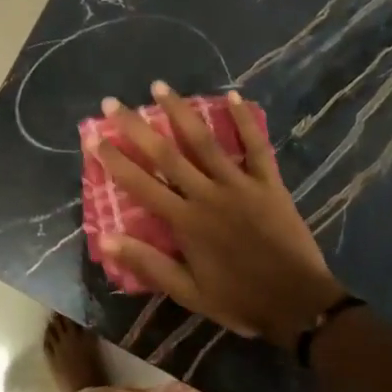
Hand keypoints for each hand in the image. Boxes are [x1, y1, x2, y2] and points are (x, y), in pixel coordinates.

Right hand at [88, 84, 344, 343]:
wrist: (298, 304)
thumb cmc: (239, 300)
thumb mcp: (188, 293)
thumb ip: (148, 263)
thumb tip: (107, 237)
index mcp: (186, 222)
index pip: (140, 184)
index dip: (114, 159)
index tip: (93, 136)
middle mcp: (208, 195)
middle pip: (167, 154)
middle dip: (136, 127)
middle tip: (112, 103)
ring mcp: (240, 185)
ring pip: (205, 141)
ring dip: (181, 111)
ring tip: (159, 86)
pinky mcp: (270, 184)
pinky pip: (256, 146)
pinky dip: (244, 120)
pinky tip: (233, 95)